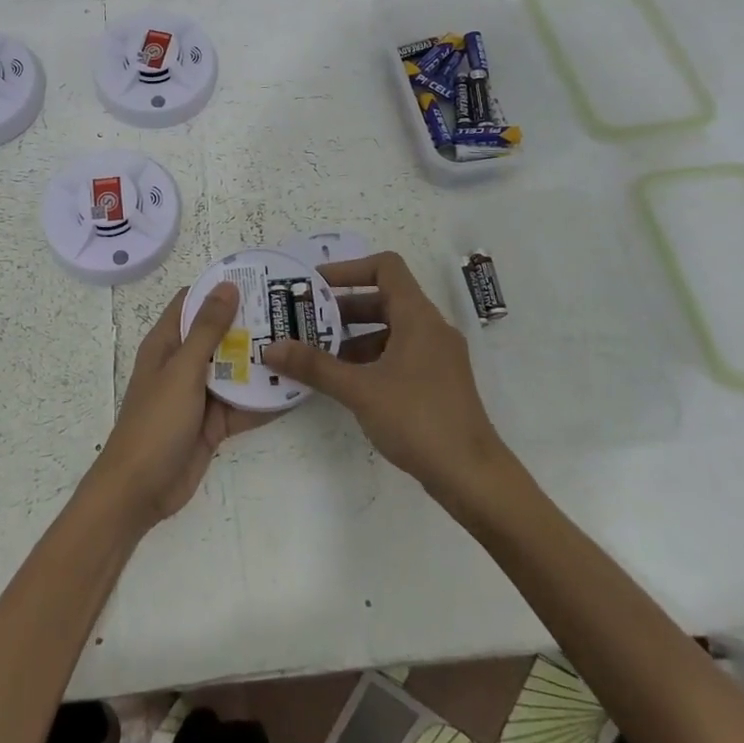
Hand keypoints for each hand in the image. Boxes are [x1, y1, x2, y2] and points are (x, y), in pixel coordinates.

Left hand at [85, 283, 273, 528]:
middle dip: (250, 323)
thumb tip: (227, 286)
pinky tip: (297, 389)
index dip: (220, 288)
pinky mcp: (213, 423)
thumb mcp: (182, 370)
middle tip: (291, 310)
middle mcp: (183, 364)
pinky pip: (243, 405)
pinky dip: (265, 400)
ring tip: (302, 344)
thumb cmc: (156, 421)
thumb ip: (207, 330)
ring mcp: (199, 395)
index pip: (192, 303)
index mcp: (166, 344)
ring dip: (262, 361)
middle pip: (219, 335)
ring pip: (235, 370)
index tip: (257, 277)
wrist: (140, 491)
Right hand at [266, 251, 511, 500]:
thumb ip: (315, 366)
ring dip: (353, 336)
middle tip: (305, 320)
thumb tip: (271, 348)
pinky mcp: (437, 381)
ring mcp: (437, 356)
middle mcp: (431, 328)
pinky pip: (398, 354)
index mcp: (418, 317)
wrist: (472, 475)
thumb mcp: (359, 390)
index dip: (348, 269)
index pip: (385, 267)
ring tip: (316, 353)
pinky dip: (370, 358)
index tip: (315, 285)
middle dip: (342, 308)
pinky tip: (344, 381)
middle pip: (383, 299)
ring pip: (389, 329)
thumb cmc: (417, 419)